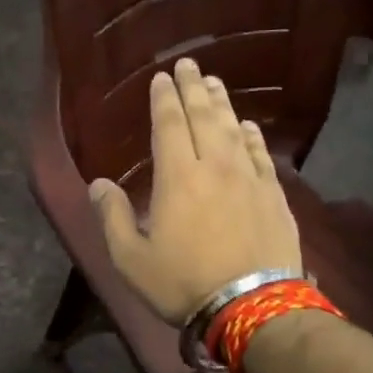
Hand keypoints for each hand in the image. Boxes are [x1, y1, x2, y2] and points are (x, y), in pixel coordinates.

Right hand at [89, 58, 301, 323]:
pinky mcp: (274, 196)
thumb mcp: (131, 258)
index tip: (161, 78)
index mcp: (177, 177)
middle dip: (193, 88)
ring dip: (222, 104)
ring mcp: (249, 179)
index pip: (169, 125)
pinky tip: (248, 126)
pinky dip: (252, 136)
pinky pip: (261, 154)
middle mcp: (215, 166)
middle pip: (204, 117)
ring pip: (234, 129)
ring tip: (213, 83)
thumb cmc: (183, 283)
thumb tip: (98, 183)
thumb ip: (113, 217)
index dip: (164, 99)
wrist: (253, 308)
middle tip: (188, 65)